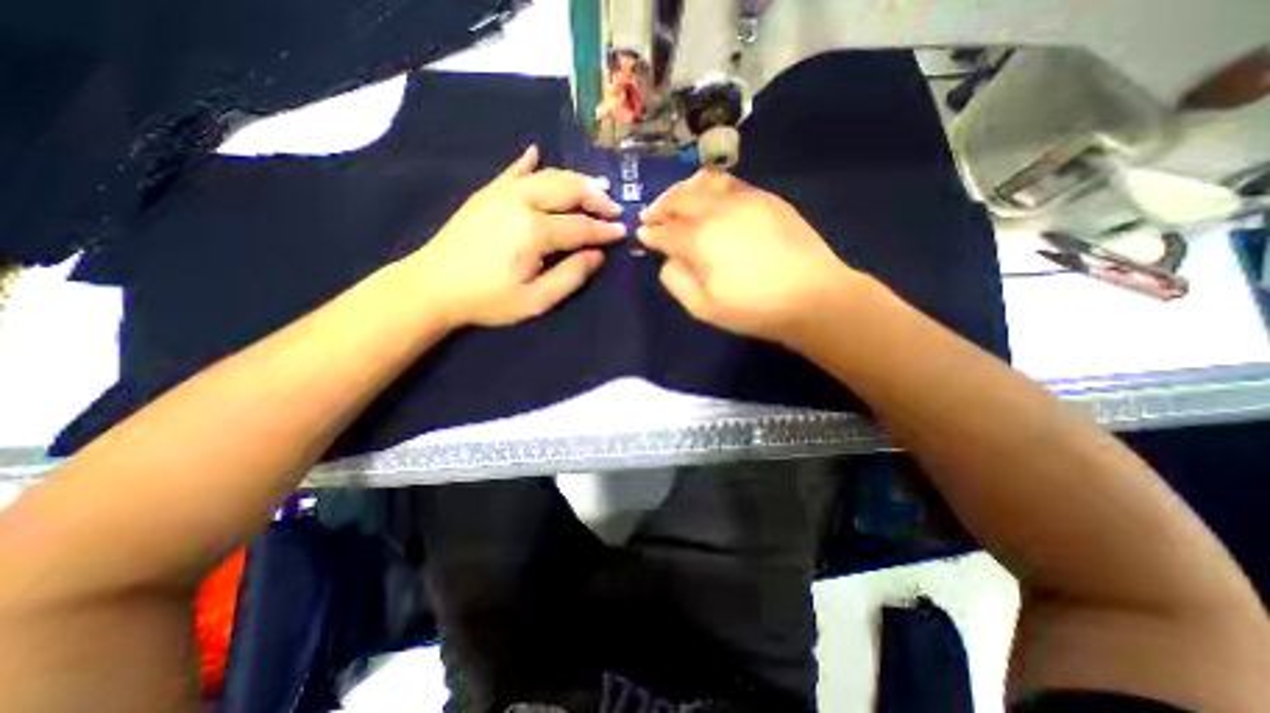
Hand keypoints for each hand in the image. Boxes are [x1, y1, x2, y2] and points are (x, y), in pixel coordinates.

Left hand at [405, 146, 625, 331]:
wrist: (432, 287)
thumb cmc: (487, 300)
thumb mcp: (535, 300)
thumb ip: (571, 276)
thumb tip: (598, 255)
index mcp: (534, 232)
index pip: (581, 226)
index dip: (605, 230)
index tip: (623, 232)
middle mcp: (521, 203)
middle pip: (568, 190)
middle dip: (596, 197)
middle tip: (614, 208)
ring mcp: (501, 194)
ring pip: (546, 176)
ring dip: (574, 179)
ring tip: (594, 186)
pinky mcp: (485, 194)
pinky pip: (511, 171)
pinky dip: (528, 162)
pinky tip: (536, 153)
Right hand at [641, 170, 869, 342]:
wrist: (812, 296)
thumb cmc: (753, 309)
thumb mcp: (703, 307)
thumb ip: (676, 280)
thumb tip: (669, 259)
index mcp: (699, 239)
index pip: (664, 231)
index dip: (650, 233)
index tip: (642, 234)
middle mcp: (717, 210)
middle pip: (679, 199)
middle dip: (660, 206)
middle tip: (652, 215)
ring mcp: (744, 199)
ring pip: (704, 182)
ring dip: (683, 191)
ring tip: (678, 202)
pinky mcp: (767, 198)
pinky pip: (731, 183)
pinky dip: (711, 187)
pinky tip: (711, 199)